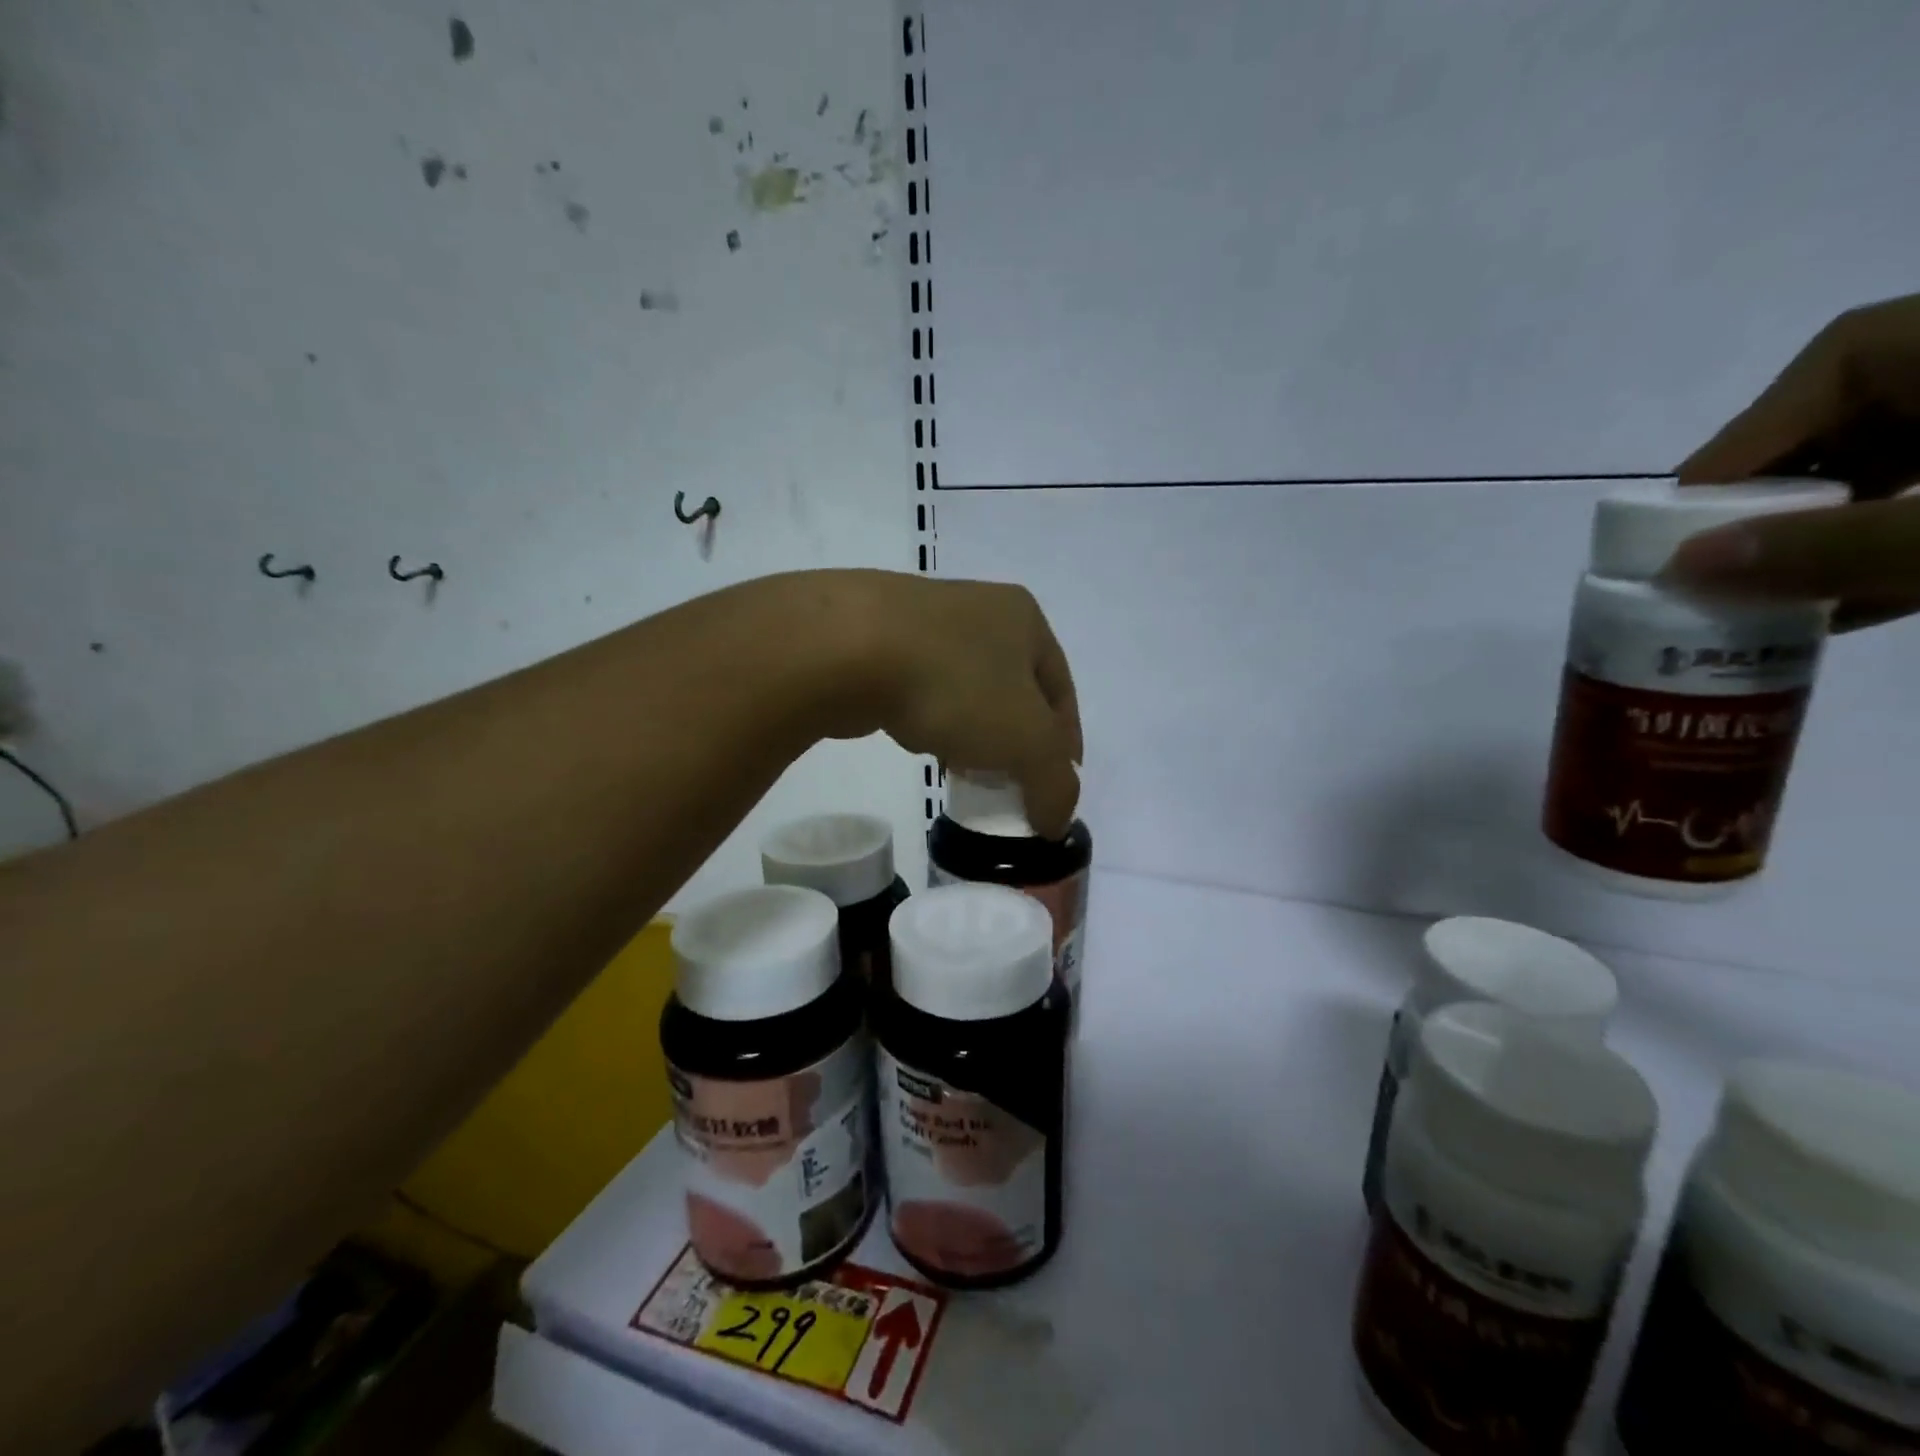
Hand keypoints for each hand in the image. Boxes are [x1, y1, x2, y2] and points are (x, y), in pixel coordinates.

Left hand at [810, 572, 1082, 835]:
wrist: (845, 649)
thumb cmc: (954, 685)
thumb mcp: (1027, 741)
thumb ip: (1055, 784)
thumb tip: (1056, 821)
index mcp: (1024, 618)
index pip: (1062, 693)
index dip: (1066, 747)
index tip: (1057, 789)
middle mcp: (979, 608)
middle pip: (1014, 691)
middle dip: (1018, 740)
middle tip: (1013, 784)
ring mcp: (924, 620)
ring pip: (966, 690)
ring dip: (974, 732)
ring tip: (966, 772)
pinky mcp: (877, 640)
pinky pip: (921, 689)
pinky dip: (932, 720)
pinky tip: (922, 744)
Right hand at [1666, 292, 1919, 629]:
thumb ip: (1842, 545)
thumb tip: (1682, 566)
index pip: (1834, 365)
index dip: (1743, 447)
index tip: (1682, 525)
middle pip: (1853, 417)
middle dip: (1773, 496)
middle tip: (1714, 564)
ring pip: (1899, 460)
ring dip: (1823, 528)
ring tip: (1760, 594)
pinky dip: (1888, 542)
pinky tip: (1844, 603)